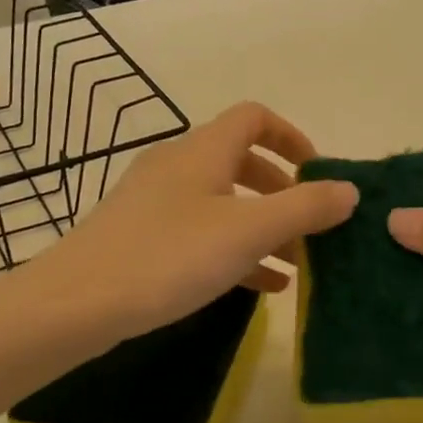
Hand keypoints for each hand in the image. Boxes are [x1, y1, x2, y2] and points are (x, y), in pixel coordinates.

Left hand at [41, 102, 356, 339]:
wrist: (73, 305)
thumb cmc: (168, 257)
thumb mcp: (248, 232)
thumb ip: (305, 208)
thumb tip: (349, 189)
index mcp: (203, 151)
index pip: (255, 117)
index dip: (292, 138)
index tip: (317, 174)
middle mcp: (177, 165)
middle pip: (241, 161)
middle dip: (282, 192)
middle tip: (309, 228)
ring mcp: (154, 202)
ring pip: (222, 202)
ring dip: (262, 227)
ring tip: (295, 266)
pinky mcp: (140, 236)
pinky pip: (200, 233)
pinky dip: (234, 250)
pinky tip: (259, 287)